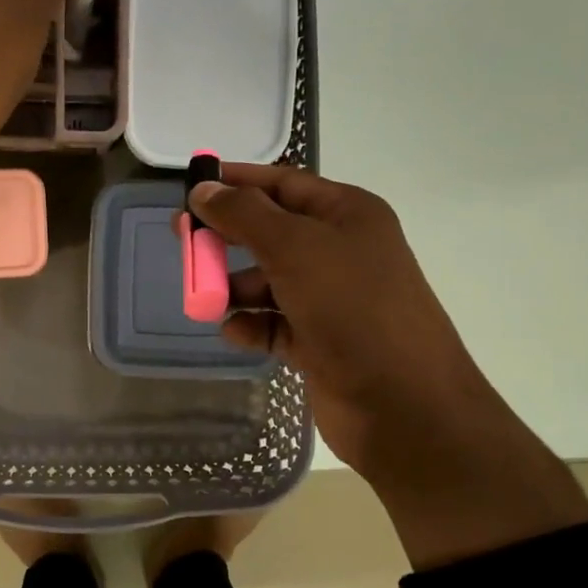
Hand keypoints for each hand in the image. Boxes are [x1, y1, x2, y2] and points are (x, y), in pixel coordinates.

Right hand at [190, 165, 587, 569]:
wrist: (404, 406)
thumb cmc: (352, 308)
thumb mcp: (295, 248)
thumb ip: (243, 215)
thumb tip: (203, 190)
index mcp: (347, 214)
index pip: (283, 183)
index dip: (237, 181)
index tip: (192, 186)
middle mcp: (341, 251)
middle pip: (271, 232)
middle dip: (227, 237)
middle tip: (183, 241)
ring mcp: (332, 300)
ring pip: (269, 281)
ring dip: (235, 287)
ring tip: (205, 298)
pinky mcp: (320, 342)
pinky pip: (274, 324)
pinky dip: (252, 325)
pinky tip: (234, 332)